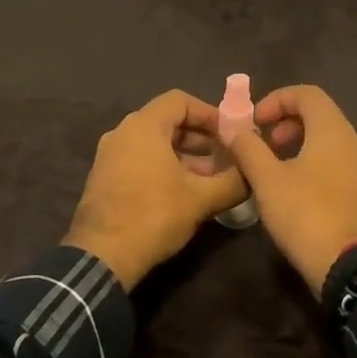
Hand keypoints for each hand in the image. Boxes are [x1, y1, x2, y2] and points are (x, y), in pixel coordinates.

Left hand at [64, 90, 248, 289]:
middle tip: (225, 157)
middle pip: (168, 121)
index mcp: (143, 126)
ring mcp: (109, 156)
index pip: (180, 100)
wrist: (102, 257)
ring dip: (185, 155)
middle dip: (200, 137)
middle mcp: (122, 133)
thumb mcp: (202, 198)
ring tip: (211, 178)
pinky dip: (164, 166)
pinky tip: (184, 192)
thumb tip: (254, 175)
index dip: (209, 113)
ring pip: (154, 143)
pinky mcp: (105, 178)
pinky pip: (140, 159)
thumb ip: (234, 181)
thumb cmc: (154, 216)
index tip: (230, 134)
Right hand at [219, 85, 356, 295]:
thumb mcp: (267, 179)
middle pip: (317, 113)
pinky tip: (289, 185)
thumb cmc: (305, 213)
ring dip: (296, 141)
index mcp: (331, 129)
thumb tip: (231, 127)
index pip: (306, 93)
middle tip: (261, 142)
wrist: (347, 264)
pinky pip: (332, 158)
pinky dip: (309, 158)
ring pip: (324, 137)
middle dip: (284, 121)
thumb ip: (248, 148)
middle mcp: (350, 140)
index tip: (254, 122)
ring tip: (270, 164)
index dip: (276, 100)